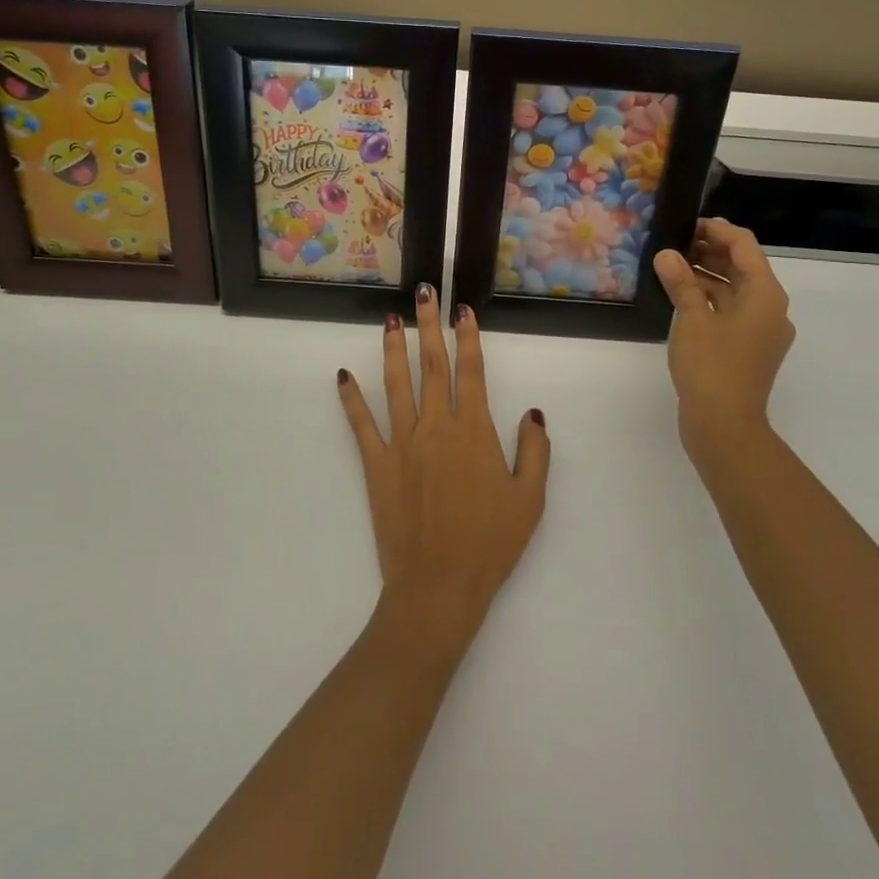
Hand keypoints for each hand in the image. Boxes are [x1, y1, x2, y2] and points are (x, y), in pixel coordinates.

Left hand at [337, 286, 550, 646]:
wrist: (439, 586)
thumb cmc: (489, 544)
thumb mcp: (529, 500)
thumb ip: (534, 451)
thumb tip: (532, 413)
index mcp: (473, 431)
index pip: (471, 372)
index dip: (467, 338)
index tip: (462, 311)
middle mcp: (436, 426)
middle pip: (431, 365)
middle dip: (428, 326)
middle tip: (423, 293)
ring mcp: (402, 443)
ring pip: (396, 384)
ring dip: (393, 348)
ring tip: (390, 319)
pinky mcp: (376, 464)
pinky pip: (361, 424)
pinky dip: (351, 398)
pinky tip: (343, 376)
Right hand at [653, 218, 794, 477]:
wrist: (725, 425)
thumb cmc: (712, 366)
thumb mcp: (692, 319)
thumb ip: (681, 282)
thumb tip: (667, 254)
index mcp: (766, 295)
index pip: (744, 246)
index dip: (717, 230)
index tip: (687, 223)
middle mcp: (770, 309)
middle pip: (743, 267)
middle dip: (710, 252)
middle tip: (673, 243)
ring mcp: (761, 331)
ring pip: (735, 290)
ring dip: (707, 275)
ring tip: (671, 266)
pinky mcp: (748, 348)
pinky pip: (730, 311)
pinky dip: (709, 299)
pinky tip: (680, 296)